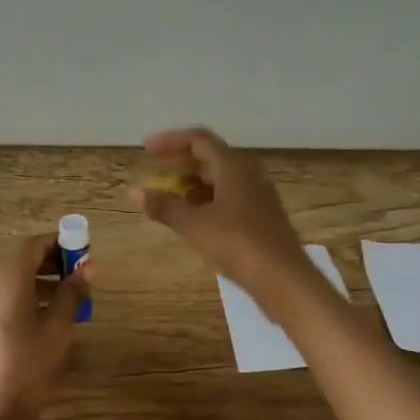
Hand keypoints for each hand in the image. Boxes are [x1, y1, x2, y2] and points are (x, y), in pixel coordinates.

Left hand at [0, 234, 88, 419]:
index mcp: (9, 284)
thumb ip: (72, 293)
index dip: (57, 242)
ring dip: (44, 281)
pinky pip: (11, 300)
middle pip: (22, 262)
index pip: (31, 246)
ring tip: (72, 298)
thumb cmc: (31, 366)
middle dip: (53, 262)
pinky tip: (52, 319)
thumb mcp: (59, 328)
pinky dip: (32, 298)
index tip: (82, 250)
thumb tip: (88, 267)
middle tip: (81, 274)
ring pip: (17, 282)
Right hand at [131, 127, 311, 303]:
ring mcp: (258, 195)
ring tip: (170, 198)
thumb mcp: (194, 225)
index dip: (170, 141)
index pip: (198, 140)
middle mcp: (249, 173)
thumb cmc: (237, 244)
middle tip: (156, 172)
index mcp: (233, 165)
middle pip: (211, 157)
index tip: (146, 149)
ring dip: (194, 183)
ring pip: (221, 178)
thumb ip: (165, 206)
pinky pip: (230, 196)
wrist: (283, 279)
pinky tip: (195, 218)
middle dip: (181, 163)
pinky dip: (208, 200)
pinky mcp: (262, 216)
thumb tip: (136, 191)